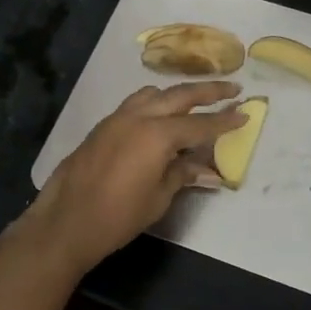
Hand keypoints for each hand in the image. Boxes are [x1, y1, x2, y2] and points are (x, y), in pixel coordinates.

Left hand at [15, 82, 246, 276]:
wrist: (65, 222)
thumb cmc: (118, 216)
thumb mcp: (159, 198)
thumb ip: (184, 174)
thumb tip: (210, 171)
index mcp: (158, 135)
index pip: (201, 124)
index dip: (224, 120)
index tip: (245, 111)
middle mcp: (140, 116)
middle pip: (180, 95)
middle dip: (209, 91)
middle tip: (233, 87)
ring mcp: (118, 117)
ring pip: (154, 94)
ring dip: (178, 93)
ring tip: (195, 99)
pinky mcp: (104, 125)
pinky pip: (136, 103)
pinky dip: (155, 102)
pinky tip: (160, 116)